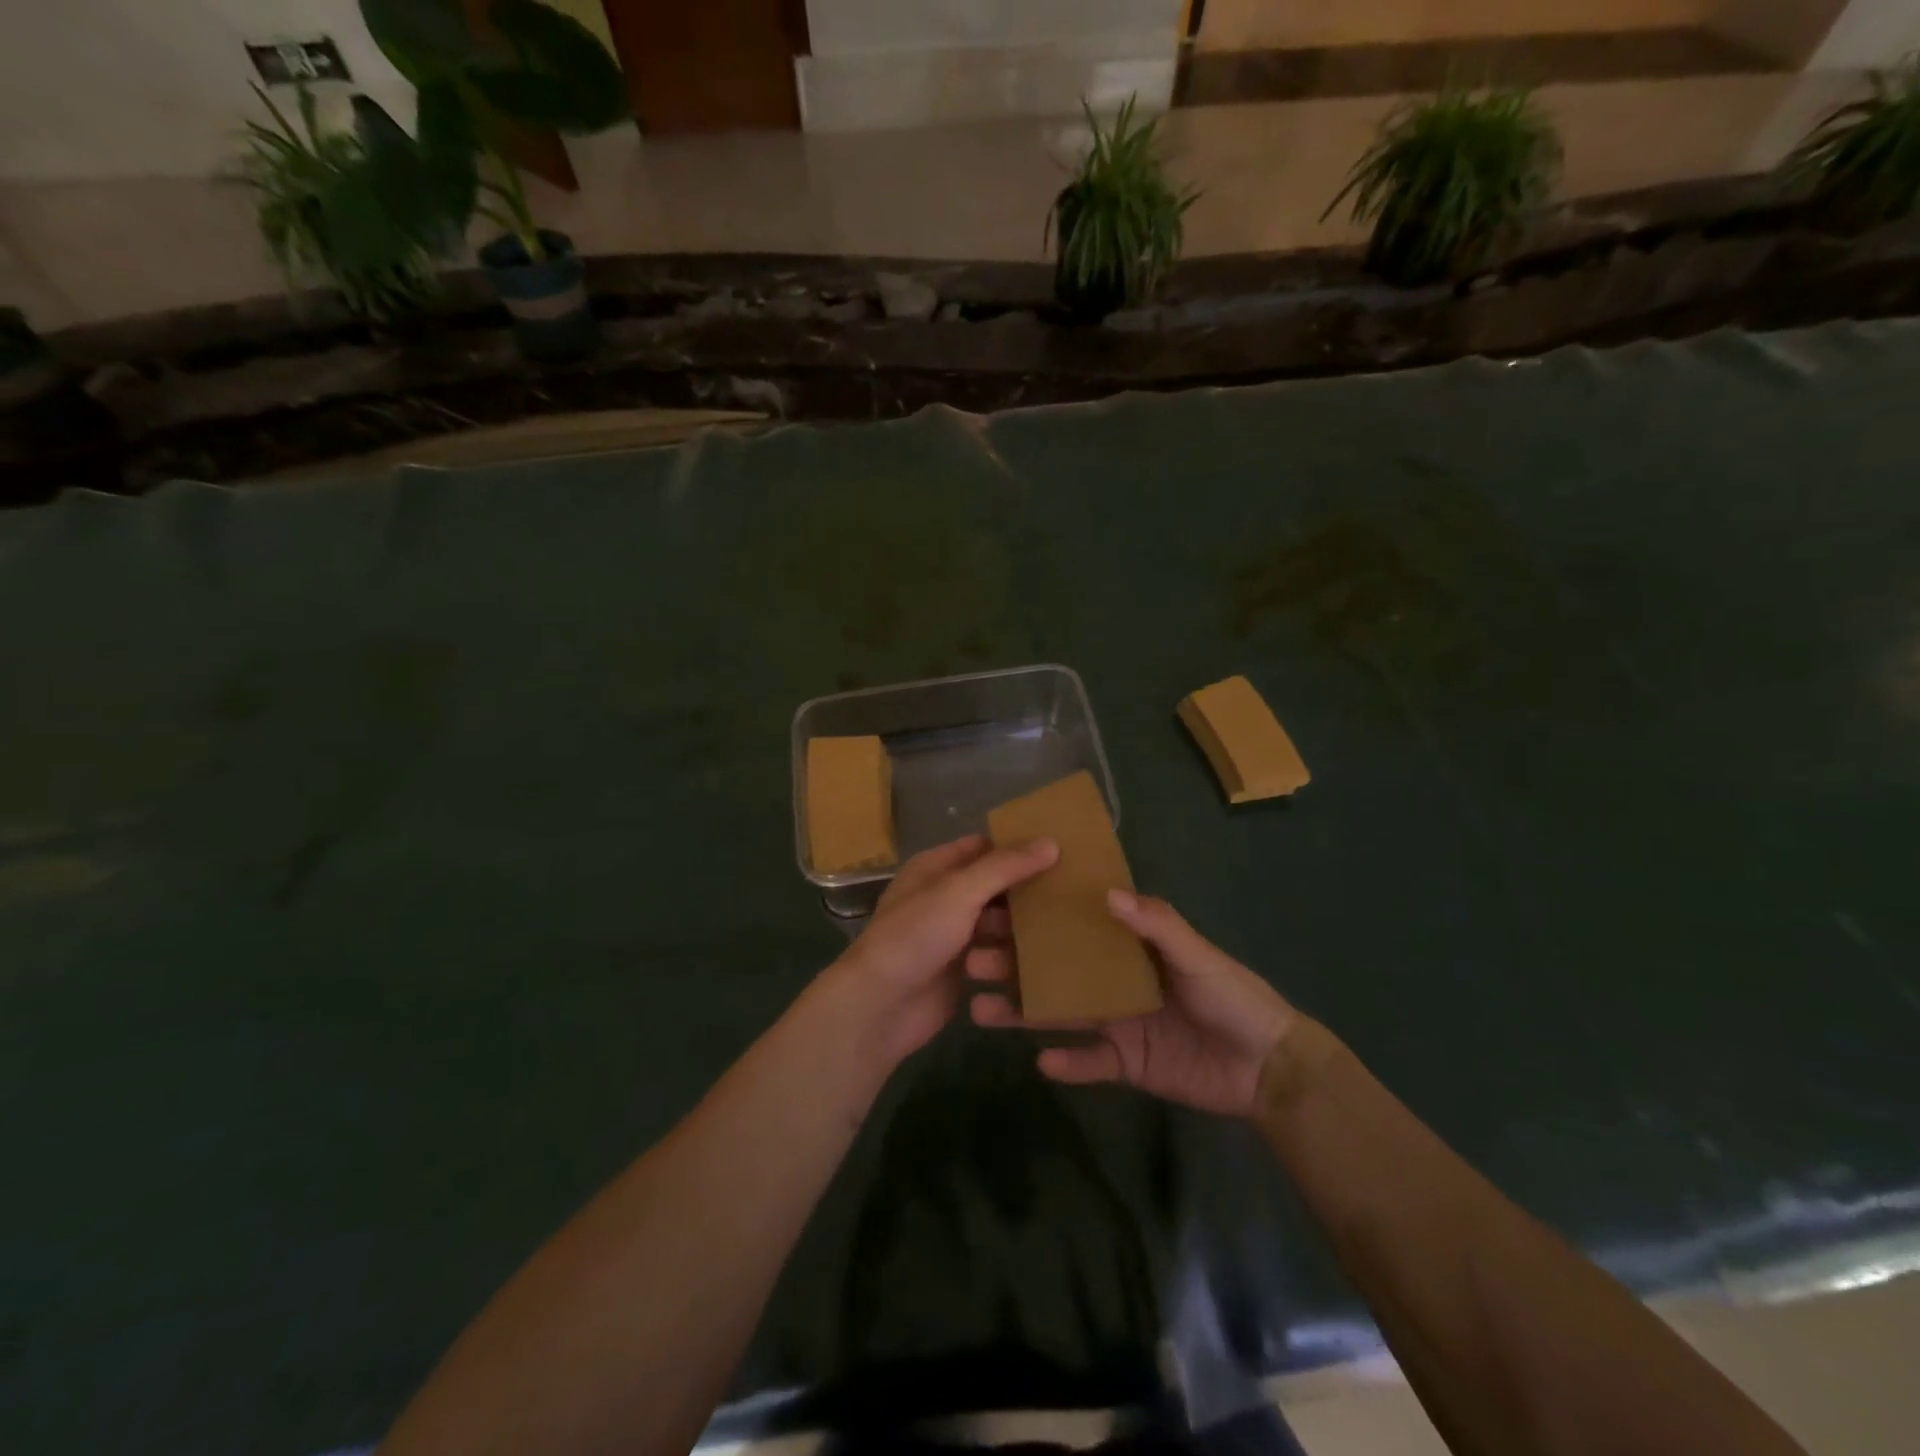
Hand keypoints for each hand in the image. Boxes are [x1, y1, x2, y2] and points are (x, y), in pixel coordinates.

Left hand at [821, 833, 1057, 1070]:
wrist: (880, 1006)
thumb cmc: (915, 936)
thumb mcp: (959, 891)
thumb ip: (1004, 867)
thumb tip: (1051, 842)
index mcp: (935, 868)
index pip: (983, 847)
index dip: (1017, 845)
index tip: (1060, 848)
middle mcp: (944, 898)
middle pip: (994, 887)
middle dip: (1027, 890)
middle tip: (1074, 890)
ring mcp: (953, 936)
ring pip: (998, 924)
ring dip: (1023, 928)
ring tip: (1066, 927)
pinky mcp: (962, 971)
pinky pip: (996, 957)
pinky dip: (1015, 958)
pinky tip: (1050, 958)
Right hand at [972, 890, 1295, 1117]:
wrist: (1268, 1069)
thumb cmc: (1234, 998)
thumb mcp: (1198, 955)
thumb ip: (1157, 924)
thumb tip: (1106, 892)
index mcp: (1129, 948)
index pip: (1075, 926)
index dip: (1039, 917)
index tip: (998, 906)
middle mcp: (1113, 980)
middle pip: (1055, 970)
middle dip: (1015, 964)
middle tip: (972, 960)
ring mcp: (1116, 1023)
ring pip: (1060, 1014)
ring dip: (1024, 1012)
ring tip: (980, 1009)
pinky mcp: (1125, 1064)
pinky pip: (1088, 1063)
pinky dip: (1067, 1064)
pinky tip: (1040, 1061)